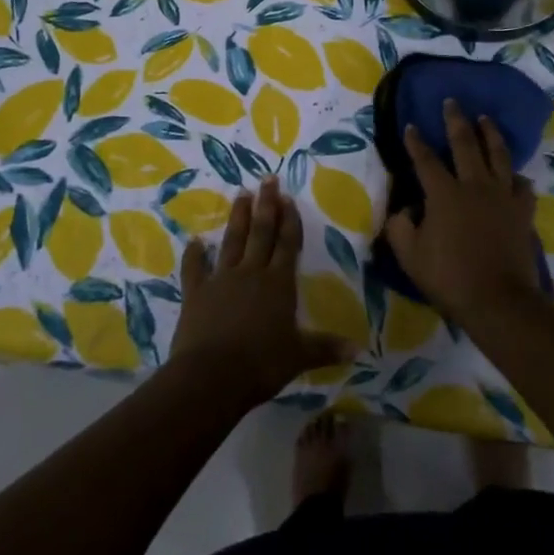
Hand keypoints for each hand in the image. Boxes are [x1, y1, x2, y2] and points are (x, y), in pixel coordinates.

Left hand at [170, 177, 353, 404]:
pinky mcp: (196, 292)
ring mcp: (221, 279)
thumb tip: (358, 350)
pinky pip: (195, 268)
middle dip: (266, 205)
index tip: (288, 198)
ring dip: (238, 218)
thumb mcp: (299, 357)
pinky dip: (194, 254)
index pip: (287, 245)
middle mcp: (251, 273)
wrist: (212, 375)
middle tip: (267, 179)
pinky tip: (195, 240)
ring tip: (241, 194)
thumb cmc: (262, 364)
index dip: (289, 221)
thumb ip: (326, 348)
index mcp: (278, 284)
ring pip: (232, 241)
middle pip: (261, 233)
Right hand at [384, 98, 542, 326]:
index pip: (425, 159)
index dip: (416, 141)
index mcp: (443, 194)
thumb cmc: (449, 278)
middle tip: (452, 102)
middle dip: (456, 120)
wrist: (498, 301)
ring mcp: (503, 196)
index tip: (411, 125)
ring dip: (490, 134)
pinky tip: (514, 175)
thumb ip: (400, 227)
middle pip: (465, 144)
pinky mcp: (522, 212)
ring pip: (498, 155)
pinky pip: (522, 185)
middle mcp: (474, 185)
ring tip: (485, 119)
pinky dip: (516, 176)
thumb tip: (404, 209)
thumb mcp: (409, 256)